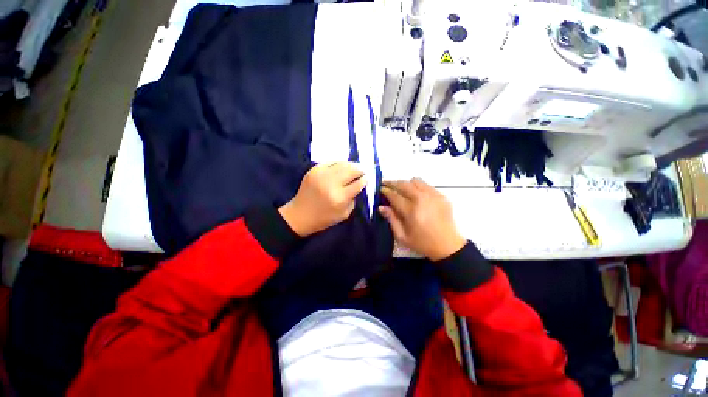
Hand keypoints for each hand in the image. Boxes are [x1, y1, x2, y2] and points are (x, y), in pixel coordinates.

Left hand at [279, 163, 366, 236]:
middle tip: (363, 170)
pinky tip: (342, 167)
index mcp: (340, 197)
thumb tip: (359, 185)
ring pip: (342, 163)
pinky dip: (339, 164)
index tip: (368, 178)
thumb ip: (353, 199)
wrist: (300, 214)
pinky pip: (331, 162)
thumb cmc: (324, 218)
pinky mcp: (314, 170)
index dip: (365, 179)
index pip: (358, 184)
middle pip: (351, 170)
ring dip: (351, 165)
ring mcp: (321, 174)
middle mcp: (331, 183)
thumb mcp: (344, 214)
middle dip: (360, 169)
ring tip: (355, 167)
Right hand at [379, 178, 465, 260]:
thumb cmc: (422, 243)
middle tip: (387, 184)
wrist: (448, 246)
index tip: (381, 189)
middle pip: (404, 184)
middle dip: (393, 183)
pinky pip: (427, 185)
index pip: (394, 195)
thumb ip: (391, 219)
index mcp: (411, 211)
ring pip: (416, 181)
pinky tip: (415, 193)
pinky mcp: (441, 196)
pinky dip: (418, 186)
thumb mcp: (402, 236)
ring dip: (406, 183)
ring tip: (401, 188)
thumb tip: (381, 207)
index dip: (386, 191)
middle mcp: (422, 200)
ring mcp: (433, 196)